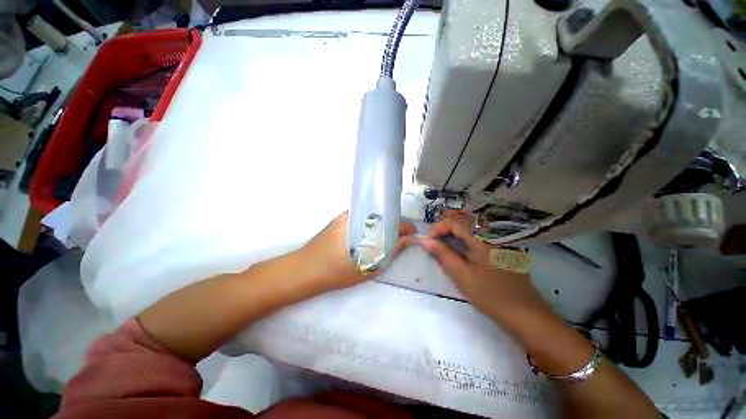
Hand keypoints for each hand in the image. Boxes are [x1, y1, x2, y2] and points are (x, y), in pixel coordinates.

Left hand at [298, 212, 415, 291]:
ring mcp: (347, 216)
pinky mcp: (340, 220)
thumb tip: (408, 241)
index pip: (391, 219)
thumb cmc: (334, 272)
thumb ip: (389, 252)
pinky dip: (371, 228)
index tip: (413, 235)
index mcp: (363, 223)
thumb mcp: (367, 266)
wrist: (302, 271)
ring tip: (389, 241)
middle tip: (402, 240)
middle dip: (395, 226)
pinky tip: (373, 240)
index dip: (405, 227)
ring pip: (372, 218)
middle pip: (383, 216)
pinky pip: (362, 221)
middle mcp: (356, 214)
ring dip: (383, 227)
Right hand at [417, 212, 552, 327]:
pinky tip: (462, 245)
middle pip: (465, 217)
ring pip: (473, 223)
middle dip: (446, 224)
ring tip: (445, 240)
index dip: (438, 227)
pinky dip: (467, 233)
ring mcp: (501, 238)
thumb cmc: (491, 295)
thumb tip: (425, 241)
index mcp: (483, 238)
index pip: (455, 221)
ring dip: (456, 228)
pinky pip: (481, 231)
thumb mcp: (462, 276)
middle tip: (436, 238)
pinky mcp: (504, 245)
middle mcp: (493, 232)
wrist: (526, 314)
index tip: (429, 241)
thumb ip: (443, 255)